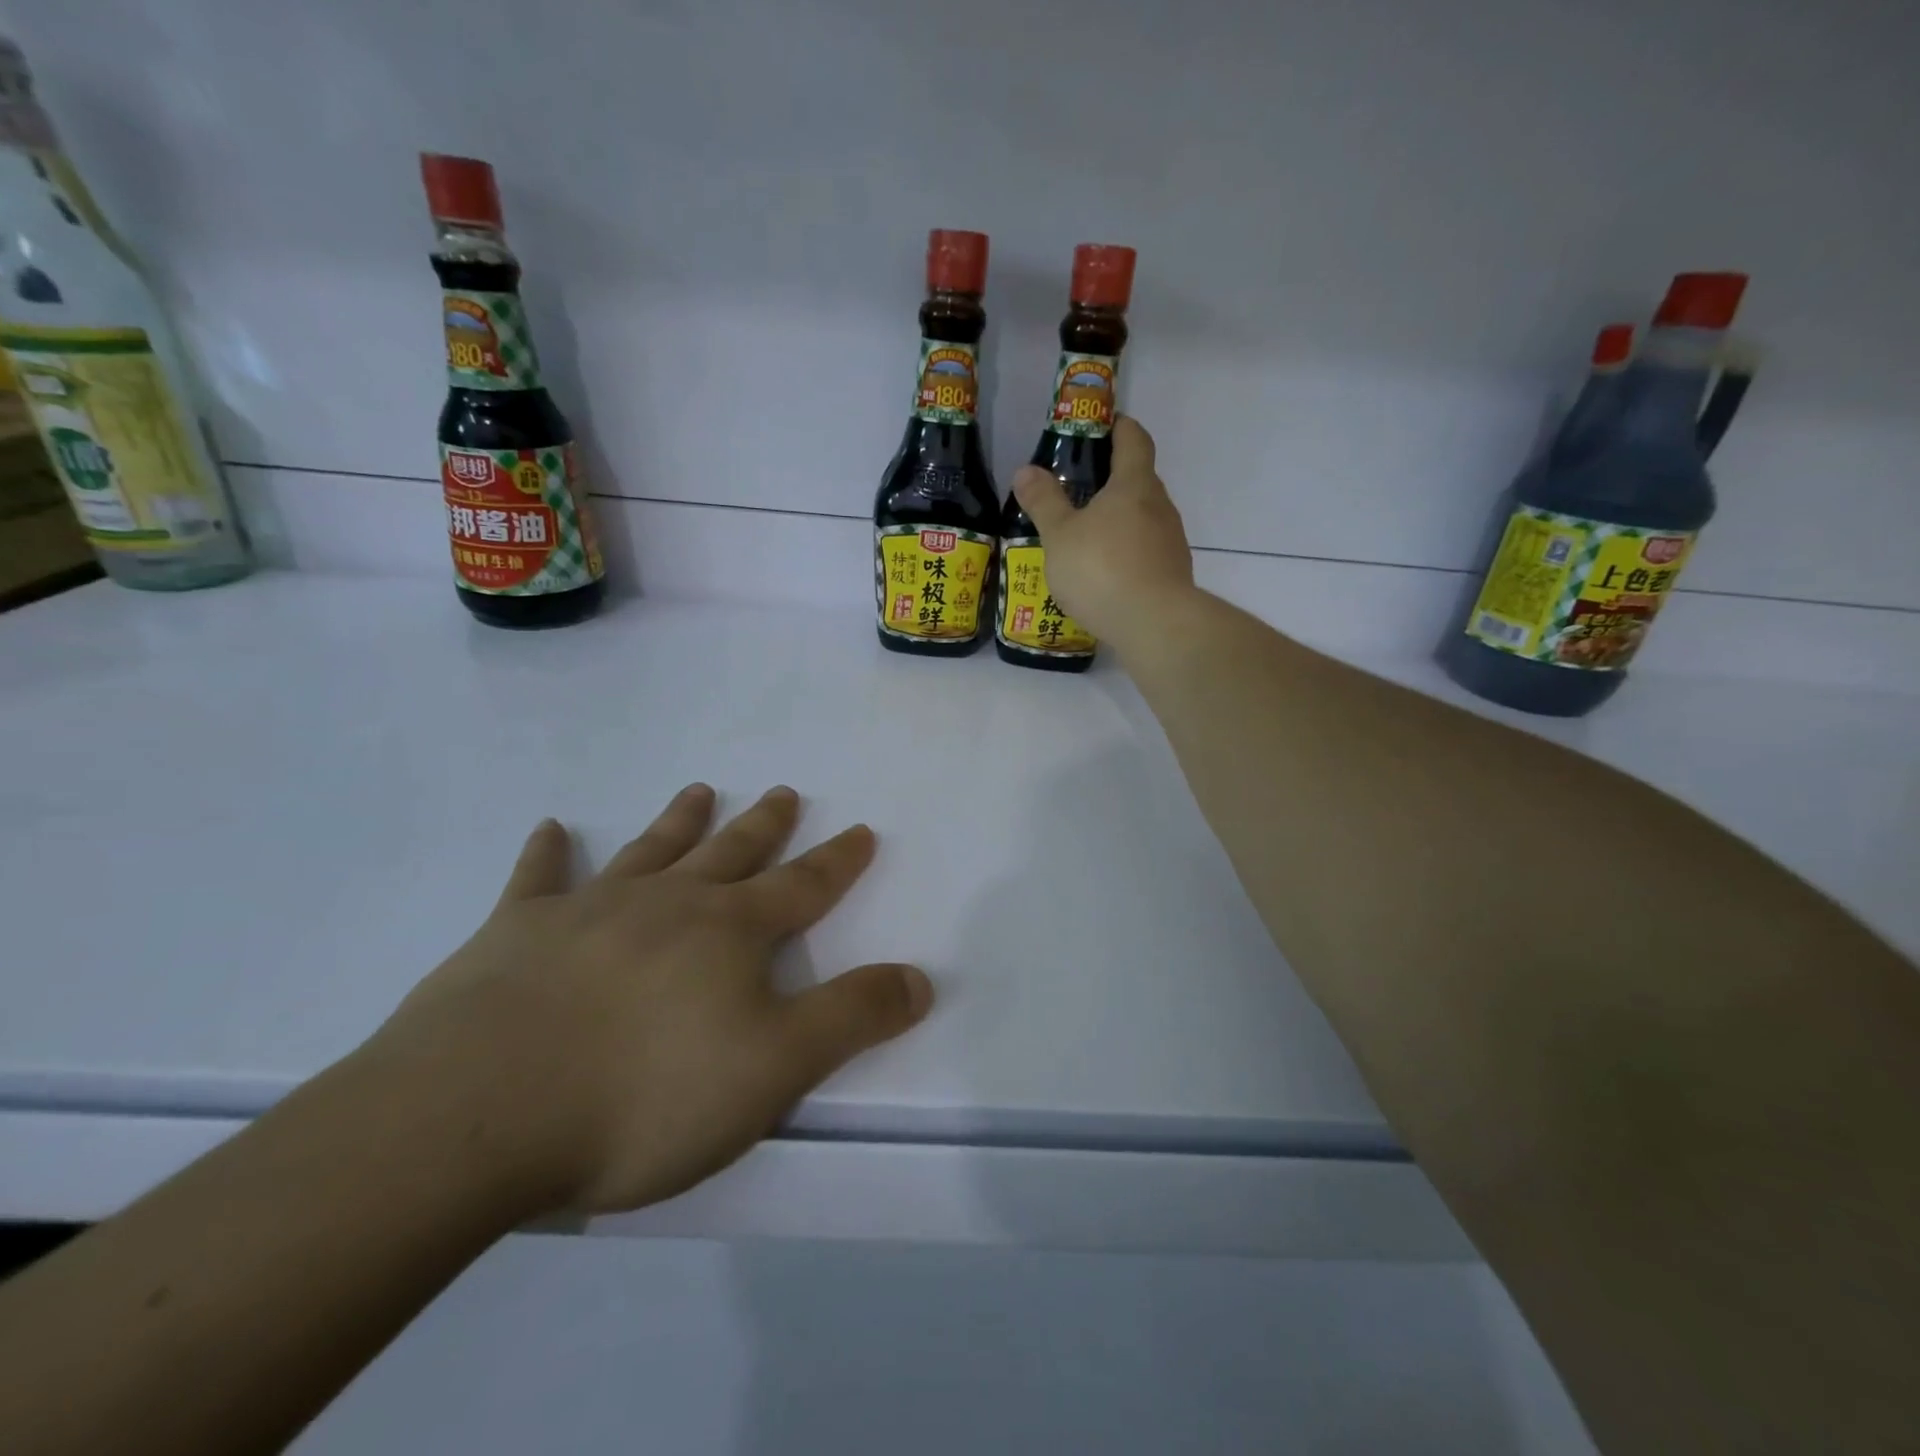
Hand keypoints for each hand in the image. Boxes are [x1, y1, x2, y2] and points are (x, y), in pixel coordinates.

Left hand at [368, 785, 931, 1215]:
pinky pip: (537, 880)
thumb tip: (921, 978)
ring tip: (699, 789)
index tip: (860, 830)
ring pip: (650, 852)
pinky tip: (551, 829)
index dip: (838, 862)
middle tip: (783, 791)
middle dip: (764, 825)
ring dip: (679, 821)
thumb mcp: (775, 1069)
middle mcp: (668, 904)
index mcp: (730, 932)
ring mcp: (589, 911)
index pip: (802, 888)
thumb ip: (853, 1018)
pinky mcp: (515, 935)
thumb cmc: (645, 1095)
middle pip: (731, 853)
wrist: (477, 1116)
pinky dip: (547, 855)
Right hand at [1012, 415, 1194, 649]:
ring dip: (1120, 519)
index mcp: (1134, 485)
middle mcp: (1160, 506)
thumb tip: (1026, 471)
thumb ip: (1044, 502)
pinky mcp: (1173, 573)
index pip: (1134, 440)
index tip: (1103, 426)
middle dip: (1114, 479)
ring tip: (1088, 536)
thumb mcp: (1060, 536)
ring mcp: (1171, 541)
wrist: (1154, 624)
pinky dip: (1128, 551)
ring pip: (1144, 517)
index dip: (1119, 428)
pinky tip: (1106, 573)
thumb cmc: (1101, 569)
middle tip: (1081, 488)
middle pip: (1140, 479)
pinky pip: (1147, 550)